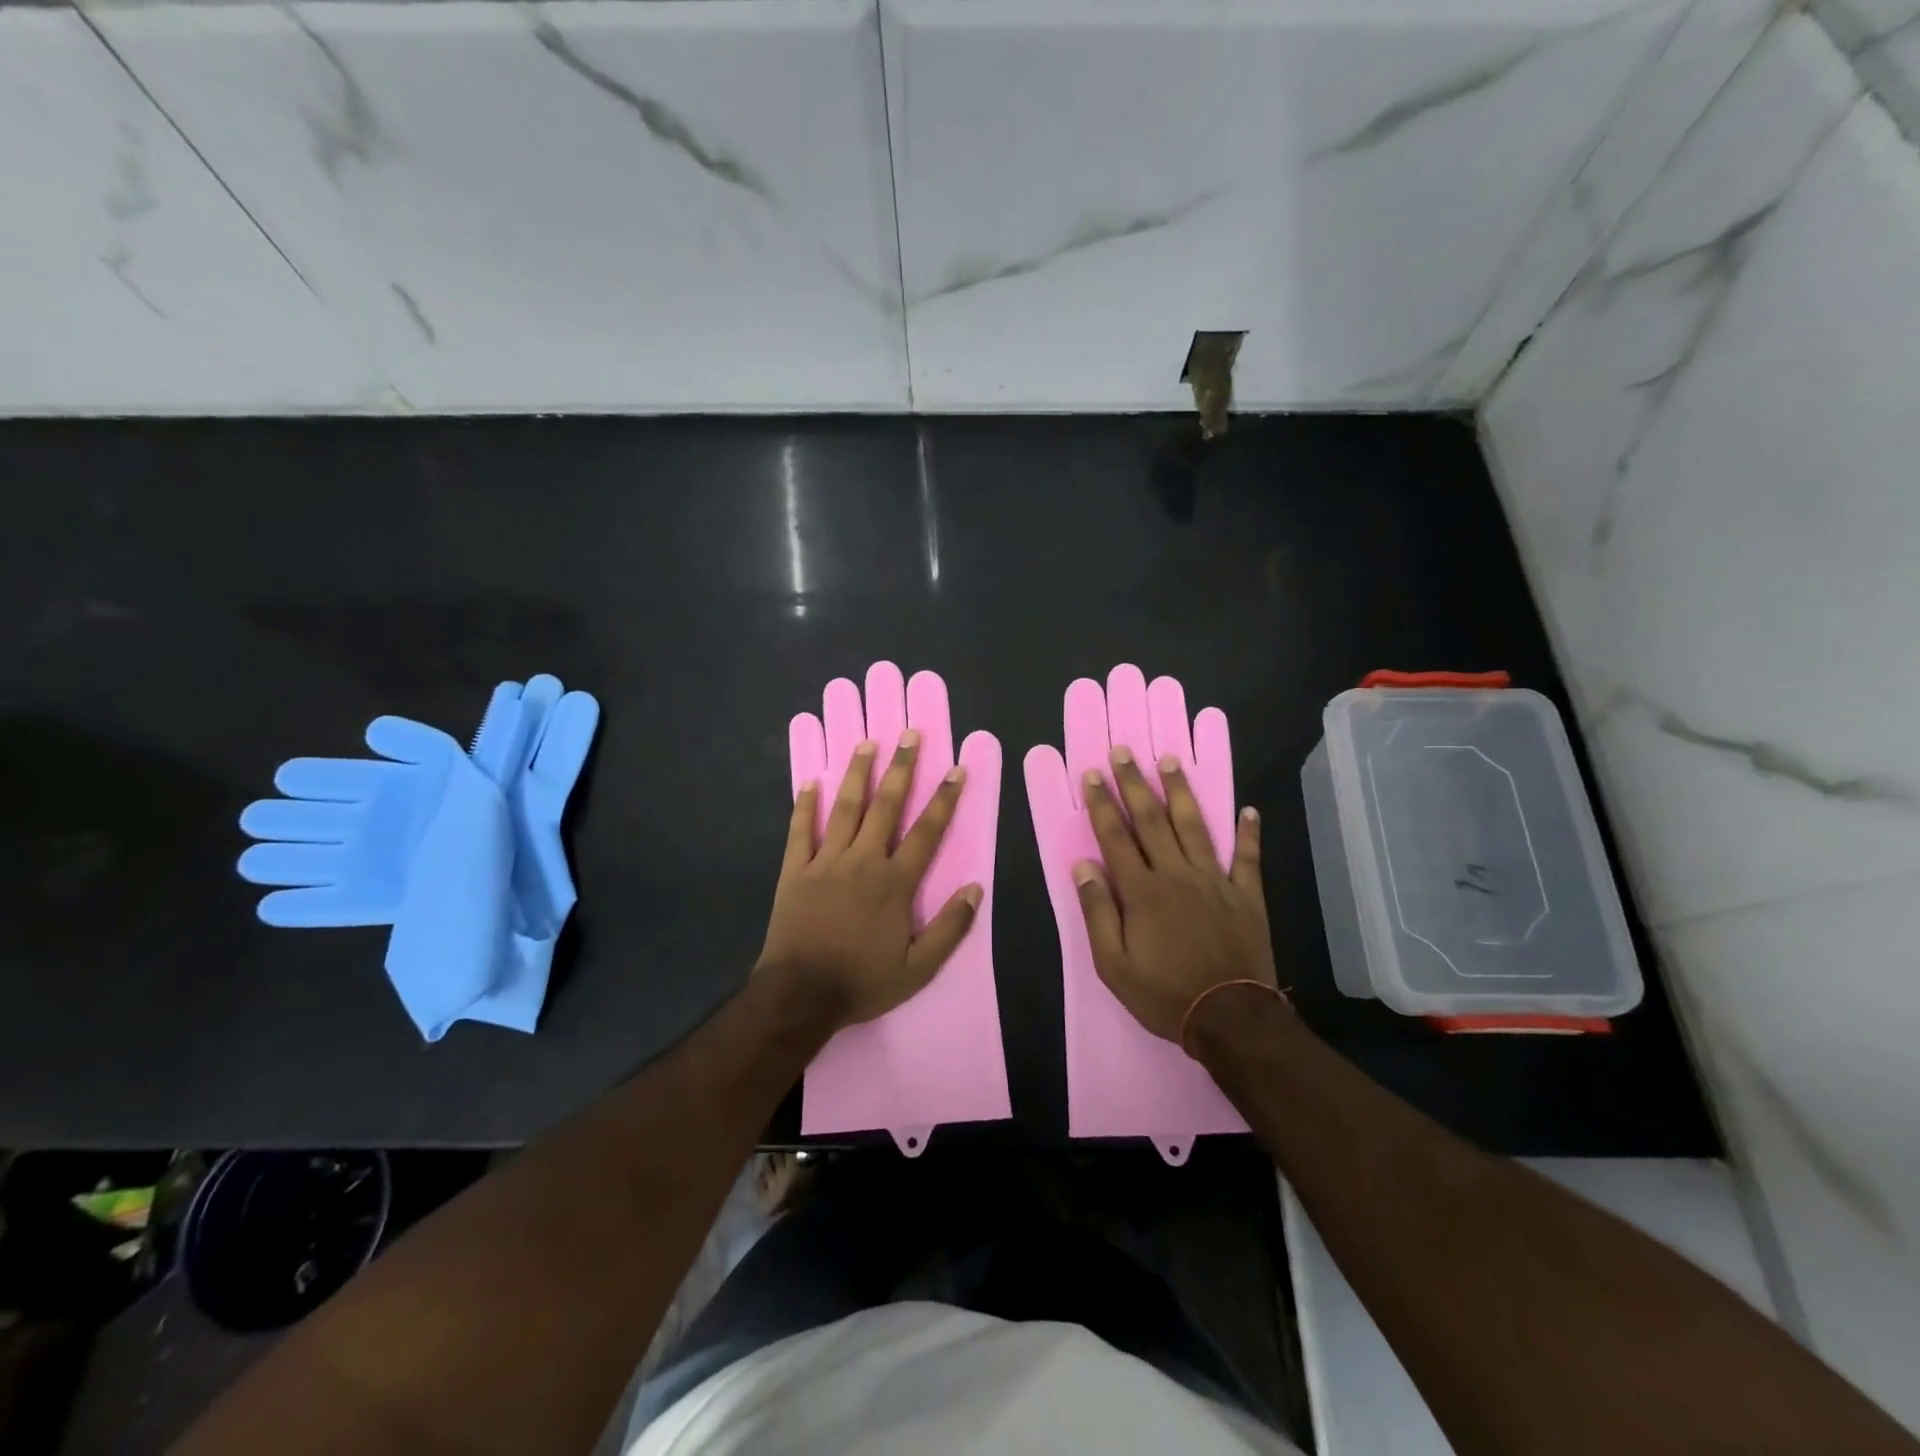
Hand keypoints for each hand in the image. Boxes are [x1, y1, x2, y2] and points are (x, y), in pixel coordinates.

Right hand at [238, 717, 468, 926]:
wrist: (507, 893)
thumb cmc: (487, 831)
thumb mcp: (472, 780)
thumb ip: (427, 748)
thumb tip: (374, 729)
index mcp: (394, 791)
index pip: (333, 778)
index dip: (309, 777)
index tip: (292, 780)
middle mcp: (373, 825)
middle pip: (303, 818)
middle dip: (279, 819)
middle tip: (264, 821)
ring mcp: (367, 864)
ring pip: (297, 858)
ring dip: (275, 859)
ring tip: (261, 861)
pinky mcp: (368, 903)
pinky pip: (317, 905)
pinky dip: (293, 907)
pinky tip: (276, 904)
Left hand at [757, 730, 980, 1029]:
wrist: (800, 995)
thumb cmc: (862, 981)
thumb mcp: (918, 968)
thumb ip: (950, 928)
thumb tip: (975, 889)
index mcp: (895, 882)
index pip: (927, 831)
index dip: (944, 799)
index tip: (956, 769)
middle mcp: (863, 860)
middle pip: (886, 806)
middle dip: (902, 768)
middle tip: (910, 734)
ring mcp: (825, 861)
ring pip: (845, 808)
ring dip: (857, 773)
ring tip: (867, 743)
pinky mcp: (794, 870)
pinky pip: (800, 830)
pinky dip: (805, 805)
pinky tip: (811, 782)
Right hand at [1073, 747, 1275, 1041]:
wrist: (1230, 1018)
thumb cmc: (1164, 993)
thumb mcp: (1113, 964)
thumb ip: (1098, 911)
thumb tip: (1082, 865)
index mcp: (1143, 891)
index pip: (1116, 837)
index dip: (1102, 804)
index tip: (1093, 775)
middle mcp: (1177, 874)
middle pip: (1152, 820)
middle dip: (1134, 783)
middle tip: (1124, 751)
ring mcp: (1215, 881)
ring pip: (1194, 826)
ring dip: (1181, 791)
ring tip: (1170, 760)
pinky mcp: (1245, 895)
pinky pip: (1247, 857)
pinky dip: (1248, 833)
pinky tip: (1248, 810)